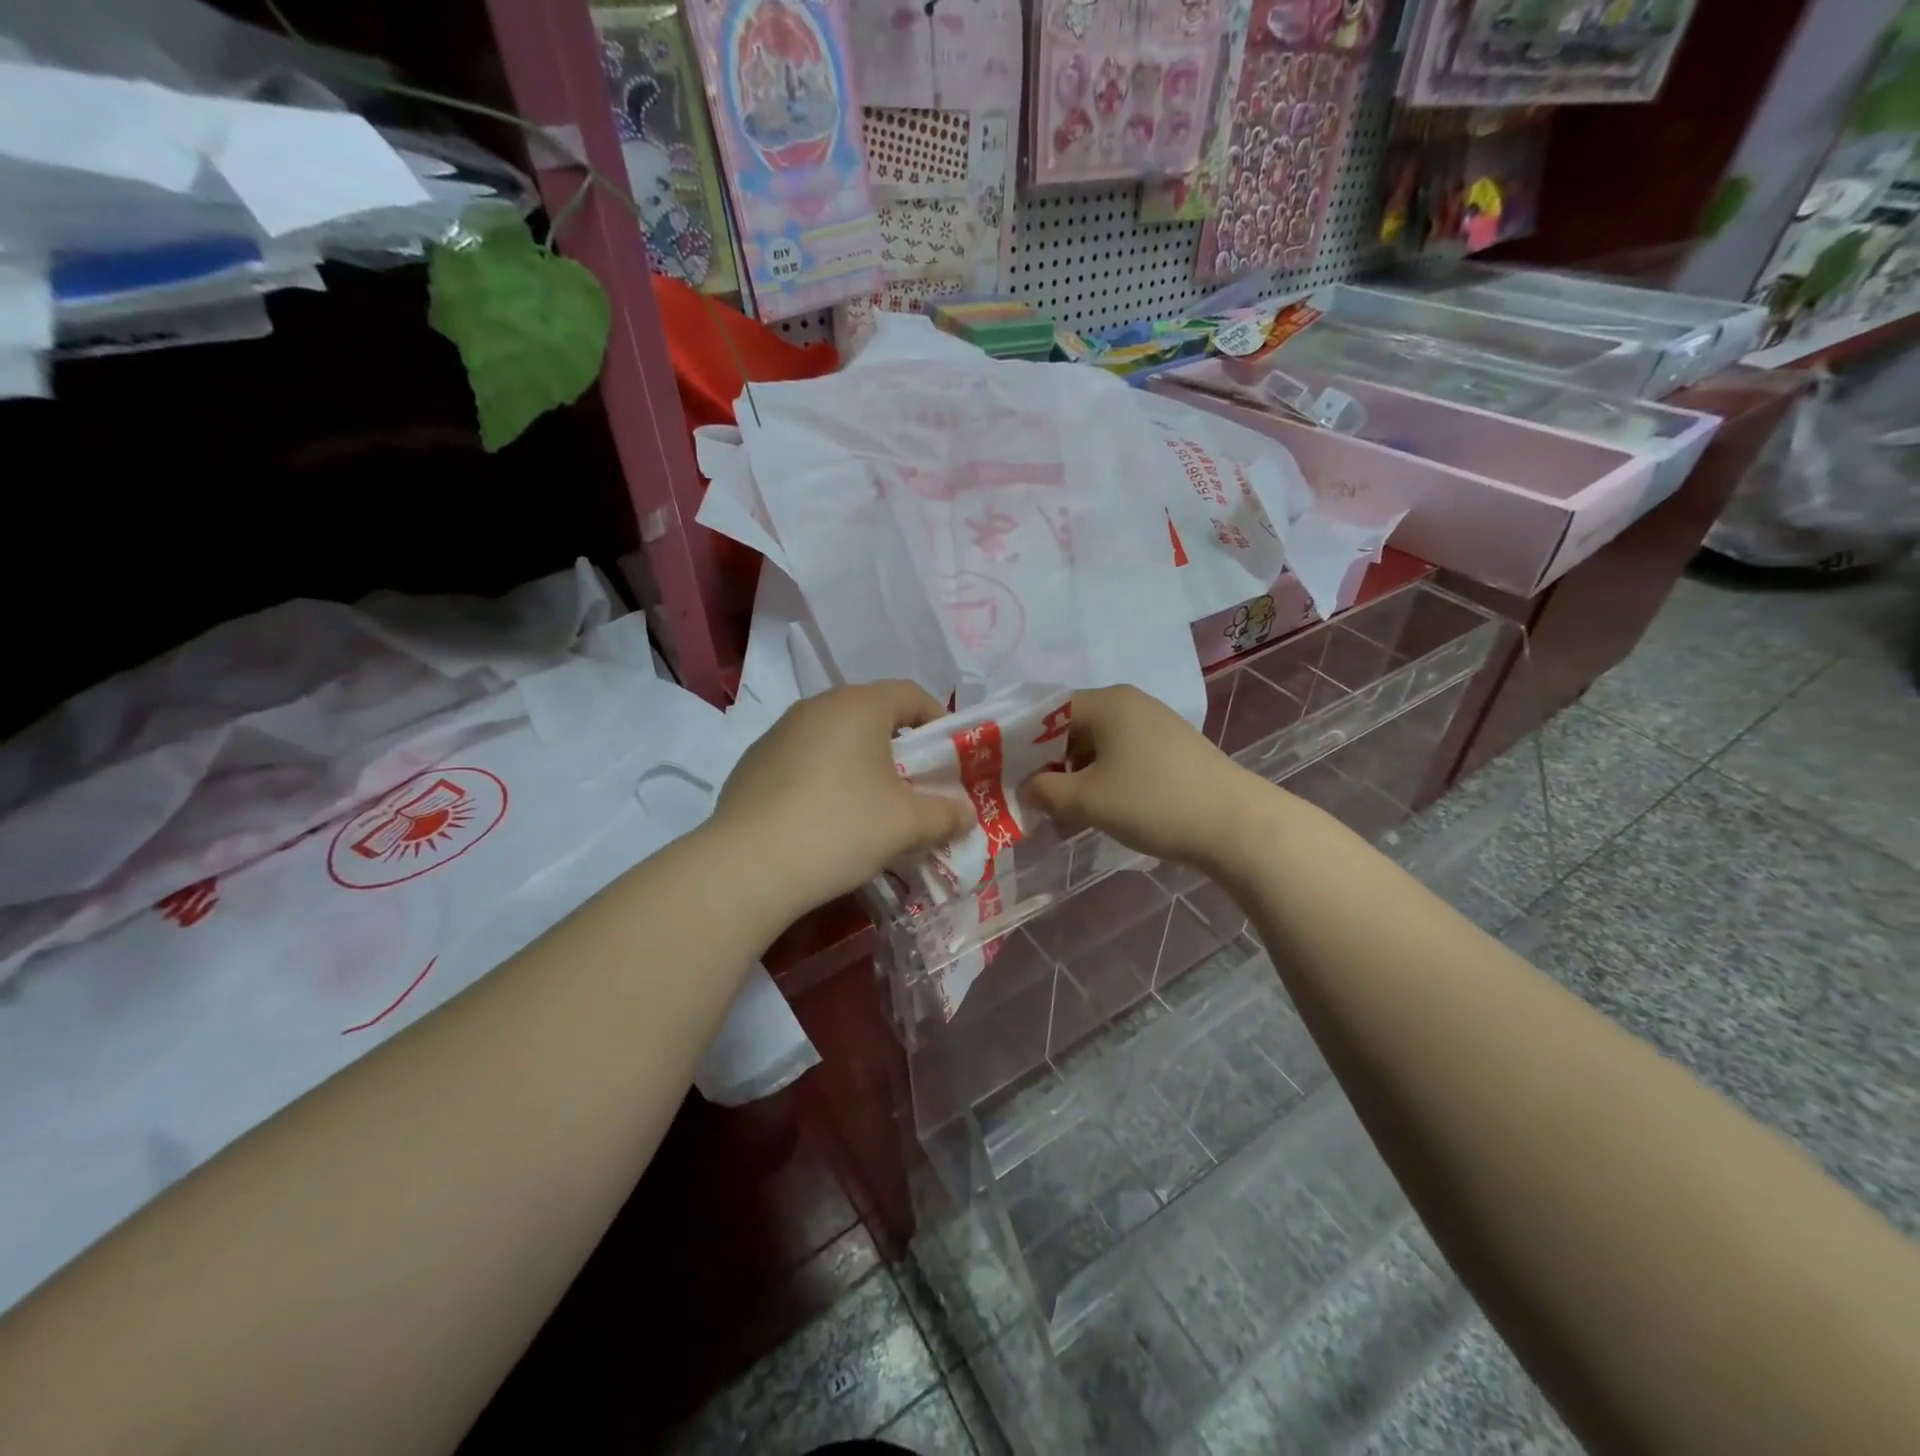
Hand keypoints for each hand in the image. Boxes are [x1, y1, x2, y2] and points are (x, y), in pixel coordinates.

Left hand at [712, 681, 972, 915]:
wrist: (747, 866)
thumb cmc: (841, 827)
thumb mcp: (907, 824)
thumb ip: (946, 814)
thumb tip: (966, 814)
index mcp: (858, 706)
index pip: (910, 694)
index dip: (937, 721)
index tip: (949, 757)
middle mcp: (815, 707)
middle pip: (871, 715)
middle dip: (899, 748)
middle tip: (914, 787)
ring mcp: (778, 734)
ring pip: (834, 739)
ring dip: (859, 764)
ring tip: (869, 808)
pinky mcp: (752, 764)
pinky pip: (803, 762)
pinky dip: (824, 780)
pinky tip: (823, 821)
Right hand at [1025, 685, 1269, 872]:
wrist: (1235, 824)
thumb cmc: (1153, 802)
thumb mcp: (1088, 800)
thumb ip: (1045, 792)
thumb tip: (1026, 788)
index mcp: (1107, 702)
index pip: (1046, 711)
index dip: (1021, 742)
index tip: (1005, 773)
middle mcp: (1130, 702)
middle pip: (1071, 726)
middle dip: (1048, 761)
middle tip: (1033, 795)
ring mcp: (1154, 723)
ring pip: (1097, 743)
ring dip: (1075, 772)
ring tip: (1064, 807)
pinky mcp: (1171, 746)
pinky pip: (1122, 753)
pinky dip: (1103, 775)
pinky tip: (1100, 805)